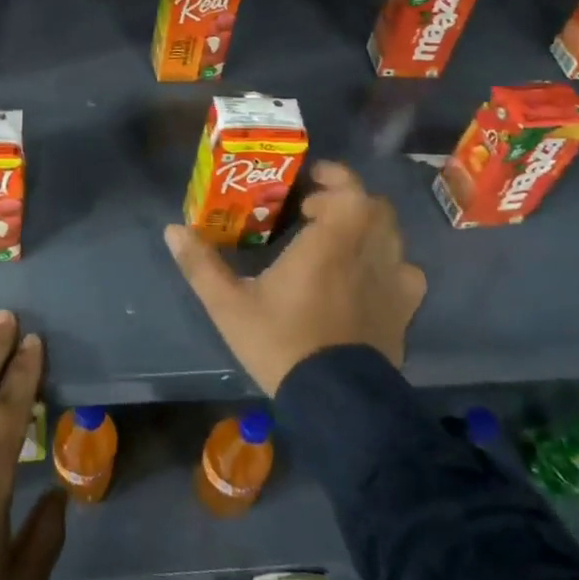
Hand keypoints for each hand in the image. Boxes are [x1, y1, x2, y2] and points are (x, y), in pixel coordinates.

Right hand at [165, 162, 425, 393]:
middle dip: (347, 200)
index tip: (309, 183)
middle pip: (375, 207)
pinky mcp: (404, 311)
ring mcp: (392, 282)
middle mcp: (367, 253)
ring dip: (368, 227)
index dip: (334, 177)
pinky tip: (366, 277)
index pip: (350, 190)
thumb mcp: (229, 305)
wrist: (336, 402)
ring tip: (340, 241)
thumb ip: (201, 264)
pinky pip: (406, 271)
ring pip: (393, 235)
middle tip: (315, 211)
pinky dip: (389, 263)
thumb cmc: (281, 343)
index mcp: (328, 244)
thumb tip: (172, 229)